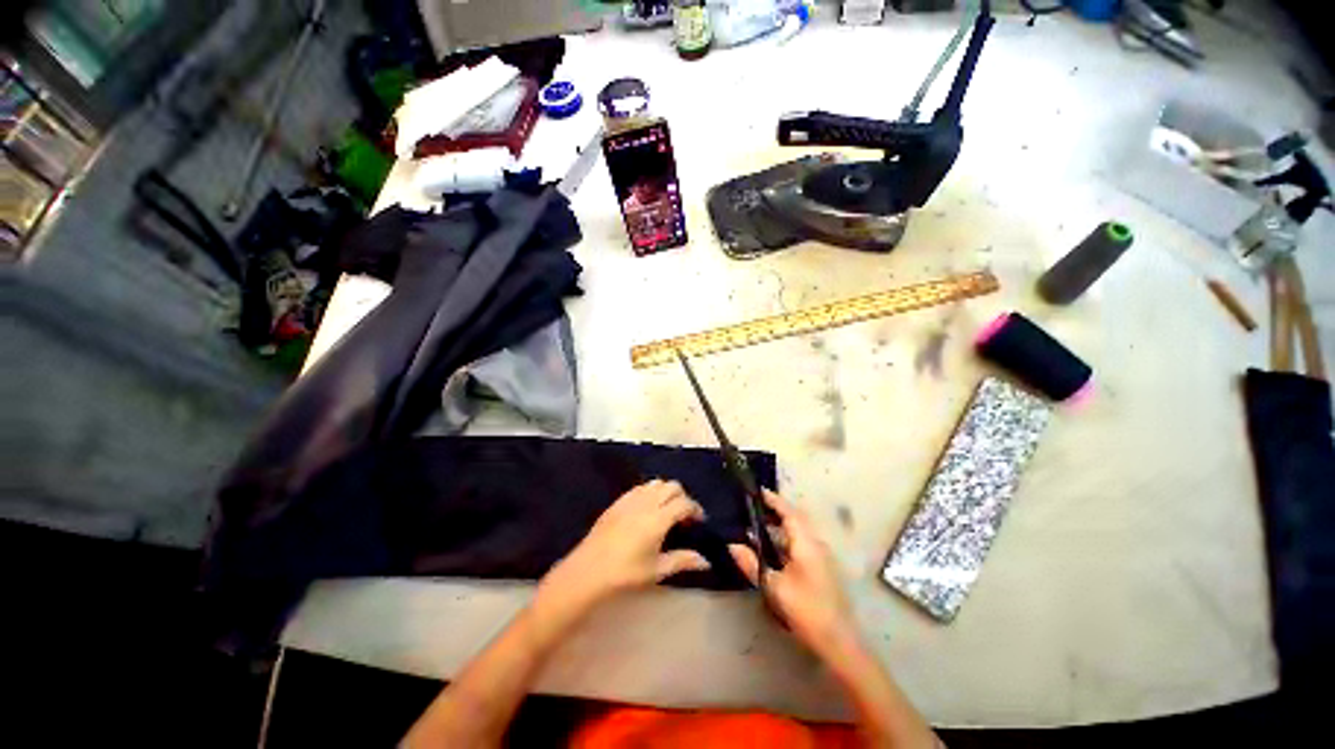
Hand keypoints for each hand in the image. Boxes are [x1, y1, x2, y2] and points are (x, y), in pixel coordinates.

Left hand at [541, 480, 710, 613]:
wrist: (589, 570)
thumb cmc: (626, 573)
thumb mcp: (657, 570)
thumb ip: (683, 560)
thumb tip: (706, 561)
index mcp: (658, 518)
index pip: (684, 503)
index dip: (696, 509)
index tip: (699, 521)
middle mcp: (647, 502)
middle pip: (672, 487)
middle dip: (683, 497)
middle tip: (684, 517)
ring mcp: (631, 499)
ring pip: (656, 483)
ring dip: (666, 492)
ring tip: (666, 511)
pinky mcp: (619, 501)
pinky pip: (640, 487)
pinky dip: (650, 492)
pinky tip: (647, 509)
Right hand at [729, 491, 859, 658]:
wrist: (839, 641)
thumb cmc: (806, 610)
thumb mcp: (774, 587)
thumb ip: (752, 564)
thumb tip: (732, 545)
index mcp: (806, 543)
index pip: (789, 512)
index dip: (774, 500)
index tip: (759, 491)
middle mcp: (816, 544)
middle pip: (797, 518)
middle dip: (778, 510)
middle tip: (757, 506)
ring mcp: (822, 556)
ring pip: (800, 531)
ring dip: (782, 525)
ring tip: (761, 524)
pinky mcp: (823, 568)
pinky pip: (803, 542)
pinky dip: (788, 538)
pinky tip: (775, 548)